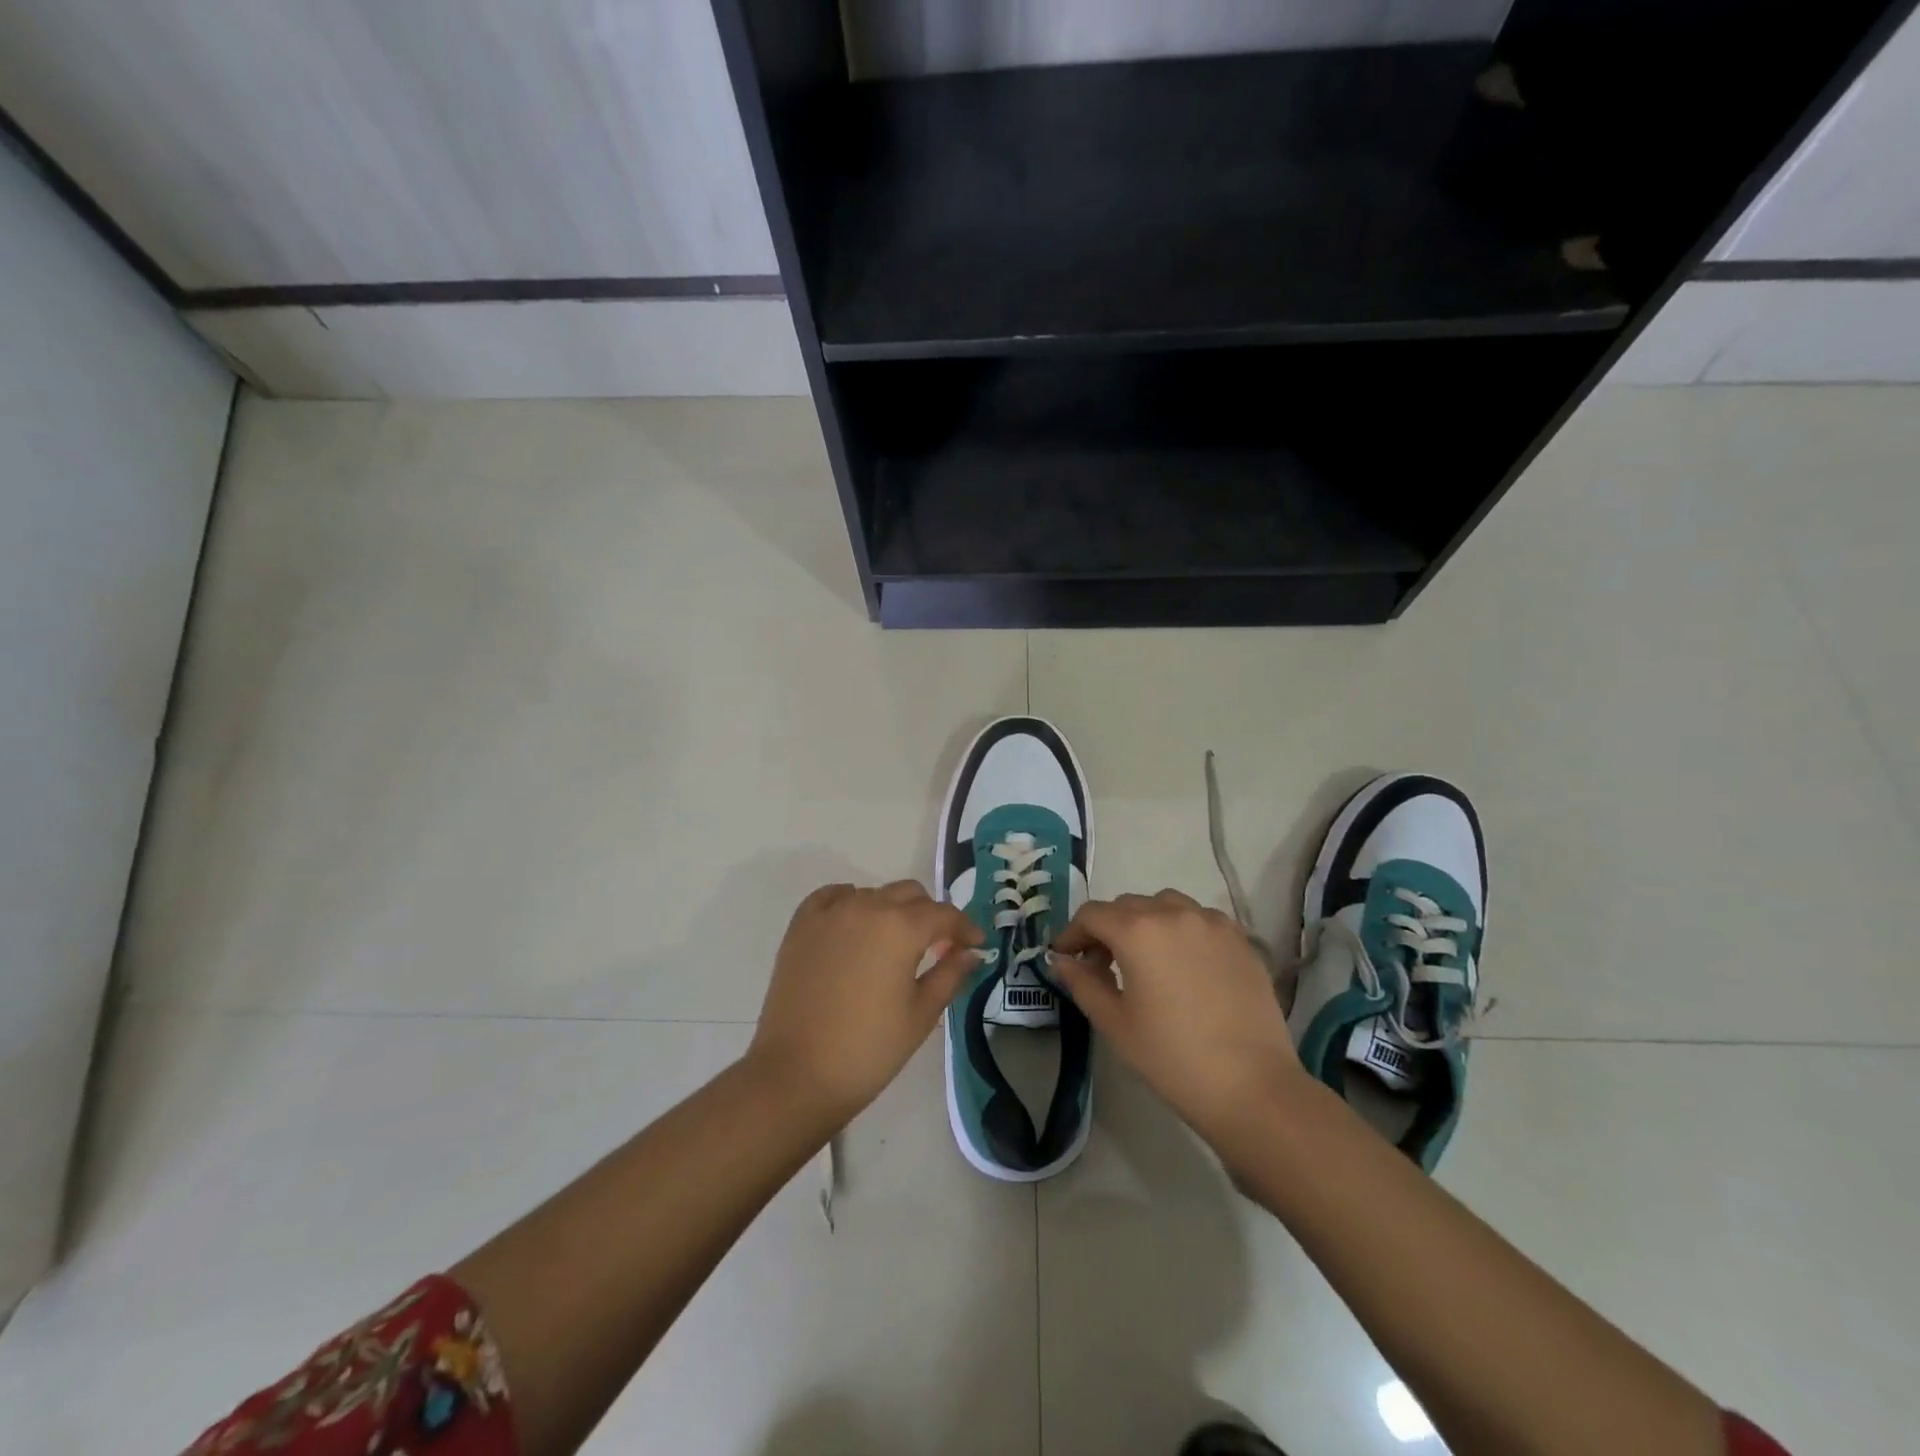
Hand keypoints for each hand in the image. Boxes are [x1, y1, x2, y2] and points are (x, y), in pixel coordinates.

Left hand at [747, 881, 982, 1124]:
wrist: (797, 1074)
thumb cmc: (868, 1049)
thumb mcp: (921, 1014)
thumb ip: (950, 974)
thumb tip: (971, 952)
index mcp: (901, 928)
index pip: (944, 914)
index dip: (965, 927)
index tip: (975, 944)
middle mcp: (867, 907)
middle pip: (910, 895)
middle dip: (930, 916)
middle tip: (938, 946)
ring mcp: (830, 913)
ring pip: (873, 894)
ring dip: (892, 911)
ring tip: (894, 944)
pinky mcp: (801, 925)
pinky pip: (833, 897)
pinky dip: (851, 903)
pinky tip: (855, 927)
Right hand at [1049, 890, 1304, 1143]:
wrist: (1252, 1086)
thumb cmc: (1172, 1058)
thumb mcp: (1115, 1023)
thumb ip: (1082, 982)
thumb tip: (1062, 959)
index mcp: (1137, 931)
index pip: (1091, 914)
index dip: (1072, 933)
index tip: (1065, 958)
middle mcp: (1174, 913)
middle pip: (1127, 906)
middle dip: (1107, 929)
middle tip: (1100, 965)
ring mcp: (1212, 923)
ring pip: (1165, 905)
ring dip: (1145, 923)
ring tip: (1145, 960)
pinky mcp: (1241, 939)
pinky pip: (1199, 920)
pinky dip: (1181, 930)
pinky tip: (1184, 965)